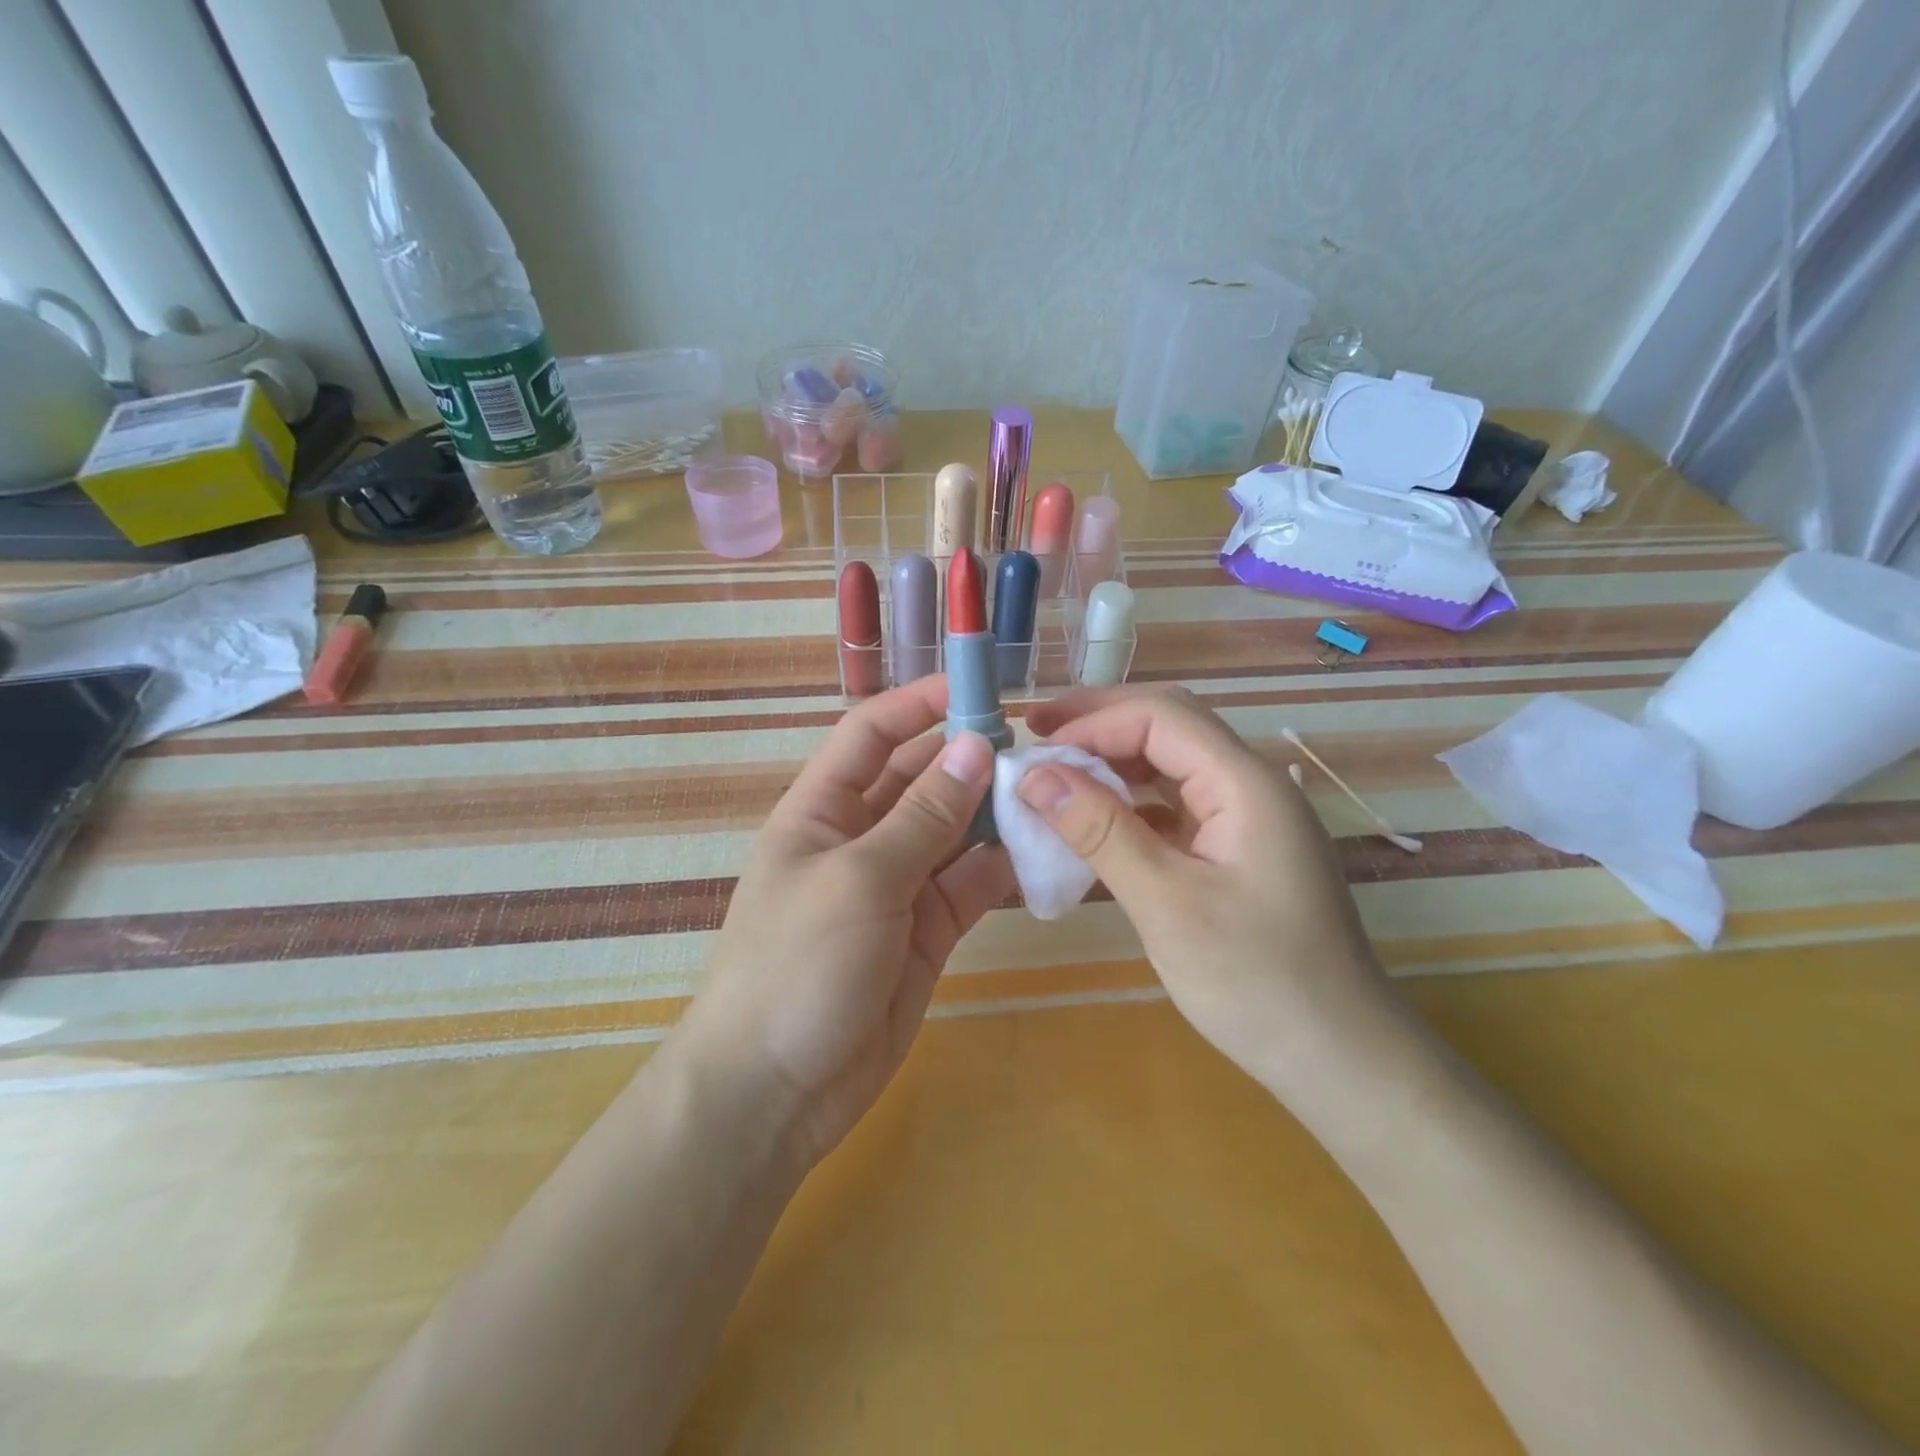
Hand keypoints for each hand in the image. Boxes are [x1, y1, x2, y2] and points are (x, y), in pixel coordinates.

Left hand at [680, 677, 1012, 1169]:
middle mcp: (862, 838)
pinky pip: (972, 885)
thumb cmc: (797, 966)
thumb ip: (922, 817)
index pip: (872, 734)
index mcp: (823, 810)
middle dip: (972, 759)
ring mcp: (898, 886)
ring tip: (1055, 795)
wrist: (775, 1092)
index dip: (920, 704)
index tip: (981, 687)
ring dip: (997, 813)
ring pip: (956, 832)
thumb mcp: (859, 880)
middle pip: (922, 779)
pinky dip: (1005, 869)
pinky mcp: (929, 931)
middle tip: (1040, 747)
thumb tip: (975, 746)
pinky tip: (1046, 853)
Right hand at [1021, 688, 1395, 1096]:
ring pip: (1171, 765)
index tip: (1033, 749)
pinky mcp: (1237, 852)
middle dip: (1100, 724)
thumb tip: (1034, 776)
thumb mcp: (1166, 904)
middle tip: (1036, 732)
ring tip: (1055, 772)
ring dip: (1113, 762)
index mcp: (1245, 784)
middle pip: (1168, 727)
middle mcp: (1250, 786)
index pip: (1160, 717)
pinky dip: (1130, 805)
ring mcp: (1247, 820)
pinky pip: (1176, 807)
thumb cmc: (1256, 982)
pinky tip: (1094, 822)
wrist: (1340, 1059)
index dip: (1092, 723)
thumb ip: (1100, 831)